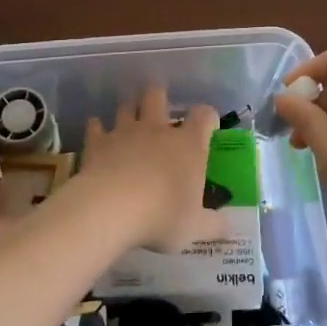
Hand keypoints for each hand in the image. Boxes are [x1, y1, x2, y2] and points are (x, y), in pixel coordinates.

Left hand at [72, 87, 229, 253]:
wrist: (111, 209)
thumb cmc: (162, 215)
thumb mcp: (195, 228)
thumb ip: (214, 225)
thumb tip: (230, 229)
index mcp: (188, 144)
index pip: (204, 115)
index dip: (207, 117)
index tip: (207, 126)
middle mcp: (158, 129)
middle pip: (158, 96)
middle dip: (158, 97)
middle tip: (159, 109)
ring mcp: (125, 131)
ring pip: (127, 106)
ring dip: (128, 110)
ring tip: (129, 120)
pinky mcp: (98, 142)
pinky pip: (96, 126)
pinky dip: (97, 128)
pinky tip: (97, 134)